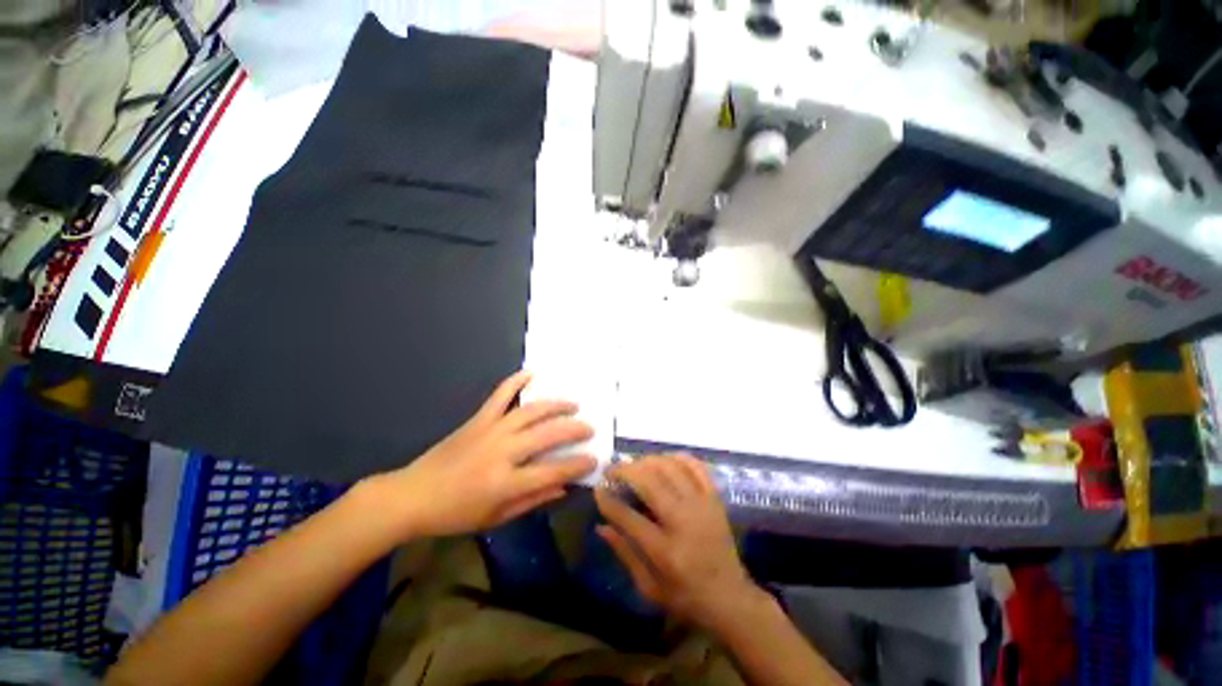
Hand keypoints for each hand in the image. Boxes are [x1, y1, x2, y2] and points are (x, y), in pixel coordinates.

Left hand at [365, 371, 595, 538]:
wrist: (413, 495)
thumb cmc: (456, 513)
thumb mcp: (497, 517)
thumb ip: (533, 500)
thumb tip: (563, 487)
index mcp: (506, 482)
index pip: (552, 471)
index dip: (577, 464)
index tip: (594, 457)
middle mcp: (502, 452)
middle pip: (547, 434)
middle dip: (573, 429)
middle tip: (589, 428)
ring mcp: (490, 430)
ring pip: (530, 411)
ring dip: (555, 405)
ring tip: (572, 404)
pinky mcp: (478, 419)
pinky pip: (500, 395)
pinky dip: (515, 381)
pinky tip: (531, 374)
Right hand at [593, 455, 765, 631]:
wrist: (730, 598)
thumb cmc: (685, 597)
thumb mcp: (648, 587)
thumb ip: (624, 553)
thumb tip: (601, 526)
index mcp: (665, 551)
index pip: (629, 517)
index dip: (608, 500)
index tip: (598, 490)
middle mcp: (684, 522)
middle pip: (649, 482)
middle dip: (625, 470)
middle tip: (612, 471)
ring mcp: (702, 505)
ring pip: (670, 468)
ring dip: (647, 461)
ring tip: (634, 465)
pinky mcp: (714, 498)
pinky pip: (695, 466)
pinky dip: (676, 457)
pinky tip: (663, 460)